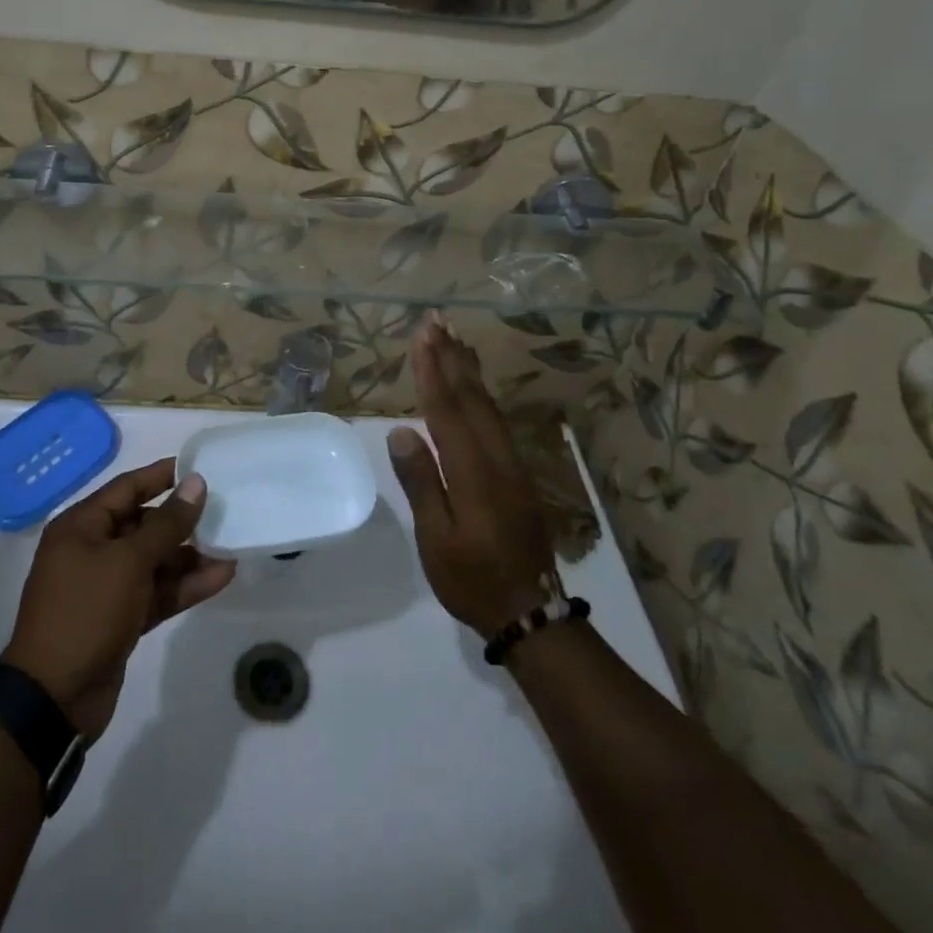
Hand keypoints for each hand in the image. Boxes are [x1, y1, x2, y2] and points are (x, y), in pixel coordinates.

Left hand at [3, 459, 235, 739]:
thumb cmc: (85, 612)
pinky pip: (157, 592)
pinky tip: (222, 576)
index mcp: (81, 527)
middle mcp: (92, 551)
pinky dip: (185, 586)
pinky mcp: (121, 619)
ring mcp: (106, 587)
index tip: (198, 467)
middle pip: (143, 524)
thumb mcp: (129, 561)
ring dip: (189, 556)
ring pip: (154, 561)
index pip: (127, 488)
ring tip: (231, 546)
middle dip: (182, 521)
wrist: (53, 699)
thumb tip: (196, 483)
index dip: (162, 476)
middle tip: (223, 510)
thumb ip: (167, 523)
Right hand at [389, 319, 560, 636]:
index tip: (422, 337)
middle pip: (471, 397)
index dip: (433, 372)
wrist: (530, 611)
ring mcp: (512, 464)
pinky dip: (483, 394)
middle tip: (438, 320)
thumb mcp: (436, 539)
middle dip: (452, 357)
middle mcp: (496, 457)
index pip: (447, 410)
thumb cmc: (471, 578)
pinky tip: (477, 387)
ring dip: (470, 370)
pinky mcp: (519, 474)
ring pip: (489, 405)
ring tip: (456, 339)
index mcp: (473, 471)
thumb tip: (402, 431)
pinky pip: (498, 420)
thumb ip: (422, 482)